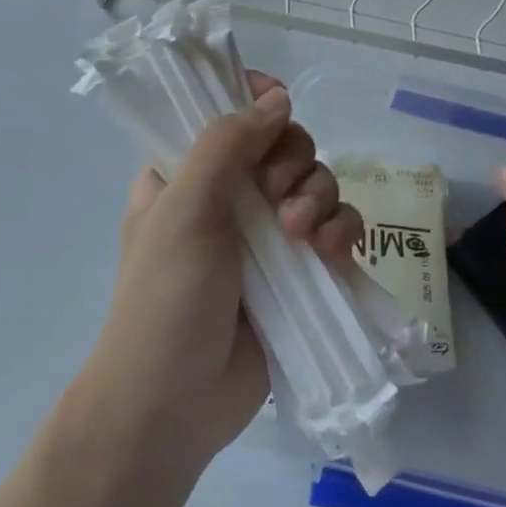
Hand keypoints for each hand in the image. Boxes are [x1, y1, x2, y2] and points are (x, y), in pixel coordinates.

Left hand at [85, 74, 360, 472]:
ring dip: (319, 199)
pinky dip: (341, 233)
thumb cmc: (164, 300)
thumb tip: (278, 98)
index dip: (257, 103)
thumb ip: (227, 144)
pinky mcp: (297, 271)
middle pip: (284, 145)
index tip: (278, 111)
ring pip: (315, 184)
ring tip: (302, 238)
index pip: (227, 113)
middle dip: (294, 163)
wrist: (172, 408)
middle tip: (277, 196)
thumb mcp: (184, 210)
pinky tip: (332, 255)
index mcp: (187, 173)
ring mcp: (265, 234)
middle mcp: (228, 195)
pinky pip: (335, 230)